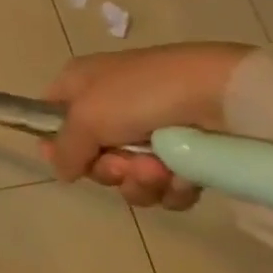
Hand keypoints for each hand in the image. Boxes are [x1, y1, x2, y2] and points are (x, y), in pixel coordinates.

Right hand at [41, 43, 255, 209]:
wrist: (220, 95)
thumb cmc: (140, 95)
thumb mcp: (85, 117)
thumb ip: (63, 148)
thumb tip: (61, 170)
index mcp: (81, 84)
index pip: (52, 116)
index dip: (55, 143)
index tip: (67, 161)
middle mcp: (110, 107)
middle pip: (91, 155)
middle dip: (107, 168)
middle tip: (123, 164)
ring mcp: (149, 131)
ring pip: (128, 176)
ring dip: (139, 181)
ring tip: (160, 169)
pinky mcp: (185, 155)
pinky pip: (164, 187)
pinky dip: (170, 188)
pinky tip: (181, 177)